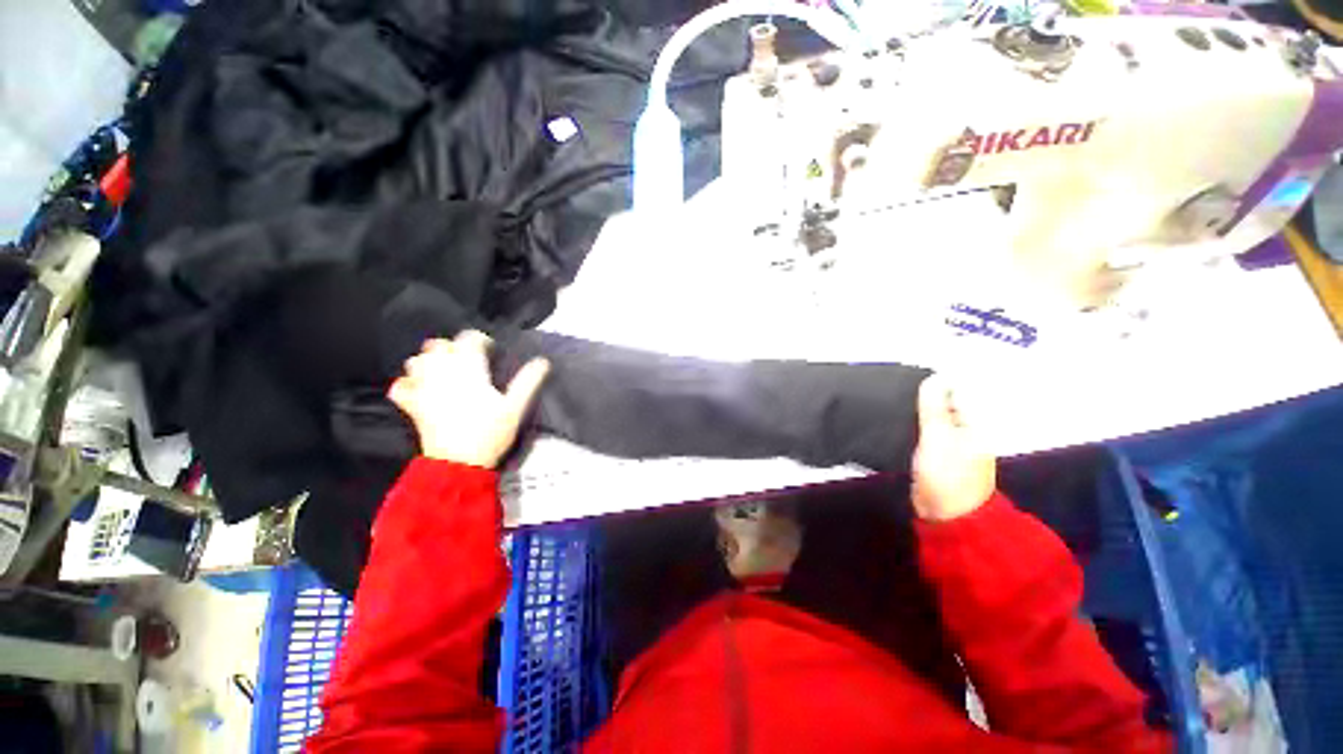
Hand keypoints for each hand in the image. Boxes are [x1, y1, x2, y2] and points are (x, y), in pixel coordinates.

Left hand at [389, 331, 549, 468]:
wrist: (459, 463)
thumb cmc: (490, 433)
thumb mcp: (515, 407)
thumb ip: (528, 381)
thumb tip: (543, 361)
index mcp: (468, 370)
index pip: (468, 339)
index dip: (479, 339)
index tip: (490, 350)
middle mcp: (441, 373)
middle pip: (438, 345)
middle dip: (453, 347)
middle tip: (468, 360)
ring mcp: (422, 389)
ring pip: (416, 361)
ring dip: (428, 361)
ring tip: (443, 370)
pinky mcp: (411, 406)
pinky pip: (400, 386)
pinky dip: (407, 383)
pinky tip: (418, 388)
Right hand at [911, 374, 996, 521]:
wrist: (946, 516)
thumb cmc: (946, 475)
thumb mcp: (937, 437)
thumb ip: (934, 408)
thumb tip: (934, 378)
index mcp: (976, 426)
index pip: (957, 394)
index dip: (935, 386)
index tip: (909, 384)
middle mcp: (967, 432)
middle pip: (945, 406)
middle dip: (924, 399)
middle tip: (898, 394)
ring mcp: (953, 446)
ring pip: (934, 420)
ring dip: (918, 414)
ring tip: (894, 406)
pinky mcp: (938, 457)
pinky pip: (927, 434)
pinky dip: (915, 428)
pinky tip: (899, 424)